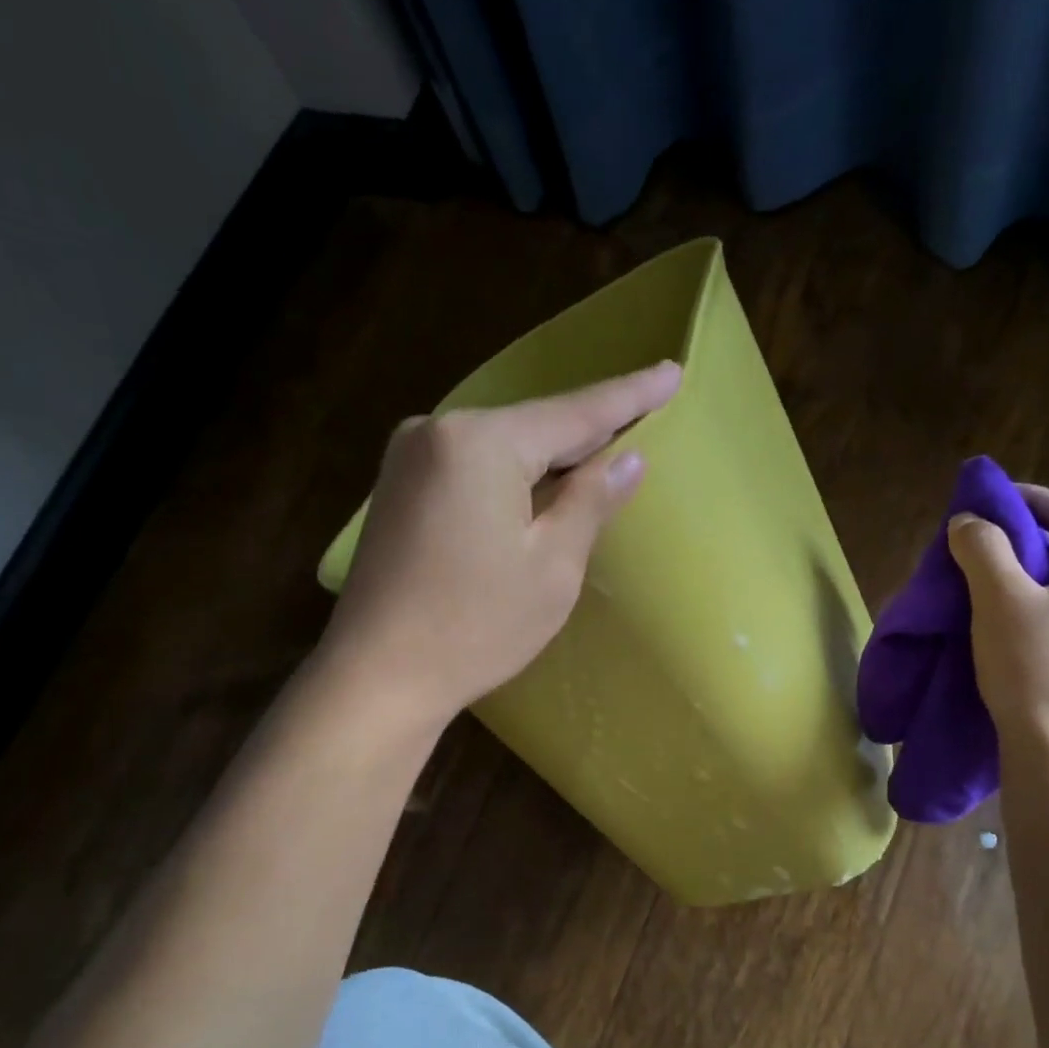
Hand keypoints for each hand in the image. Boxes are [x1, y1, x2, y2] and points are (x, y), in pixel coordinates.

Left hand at [319, 362, 681, 728]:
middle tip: (646, 410)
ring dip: (552, 454)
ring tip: (603, 448)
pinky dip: (514, 473)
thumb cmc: (476, 627)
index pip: (575, 413)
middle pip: (535, 425)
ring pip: (504, 445)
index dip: (629, 396)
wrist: (377, 675)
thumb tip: (628, 458)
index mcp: (481, 443)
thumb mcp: (552, 568)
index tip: (671, 372)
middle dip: (589, 427)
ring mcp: (410, 456)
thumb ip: (591, 502)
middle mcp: (438, 430)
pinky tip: (542, 483)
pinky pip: (474, 465)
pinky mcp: (399, 487)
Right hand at [947, 484, 1048, 755]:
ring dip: (1031, 581)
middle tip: (982, 545)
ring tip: (989, 588)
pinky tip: (1010, 630)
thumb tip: (969, 522)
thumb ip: (983, 548)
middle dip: (1026, 543)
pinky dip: (1039, 613)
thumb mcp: (998, 598)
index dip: (1029, 499)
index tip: (990, 497)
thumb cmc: (1034, 667)